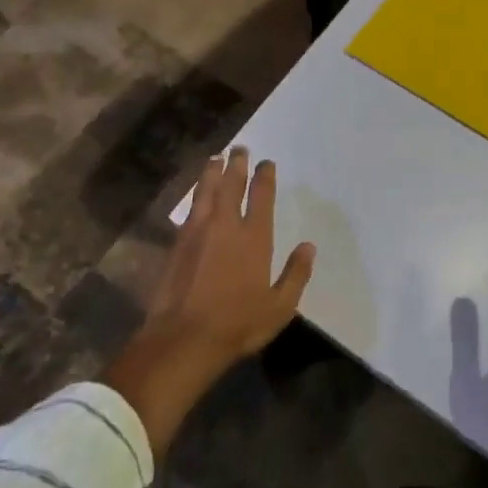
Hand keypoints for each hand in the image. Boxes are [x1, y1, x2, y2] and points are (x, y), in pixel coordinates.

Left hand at [105, 149, 314, 453]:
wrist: (183, 338)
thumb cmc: (237, 324)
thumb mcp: (279, 307)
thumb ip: (296, 274)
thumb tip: (309, 246)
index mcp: (254, 237)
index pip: (262, 195)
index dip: (264, 175)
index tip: (266, 163)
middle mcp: (226, 225)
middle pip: (232, 184)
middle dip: (237, 164)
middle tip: (240, 149)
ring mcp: (198, 231)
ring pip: (207, 190)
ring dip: (213, 171)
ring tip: (216, 158)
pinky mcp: (178, 242)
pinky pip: (191, 207)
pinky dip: (197, 193)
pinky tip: (198, 192)